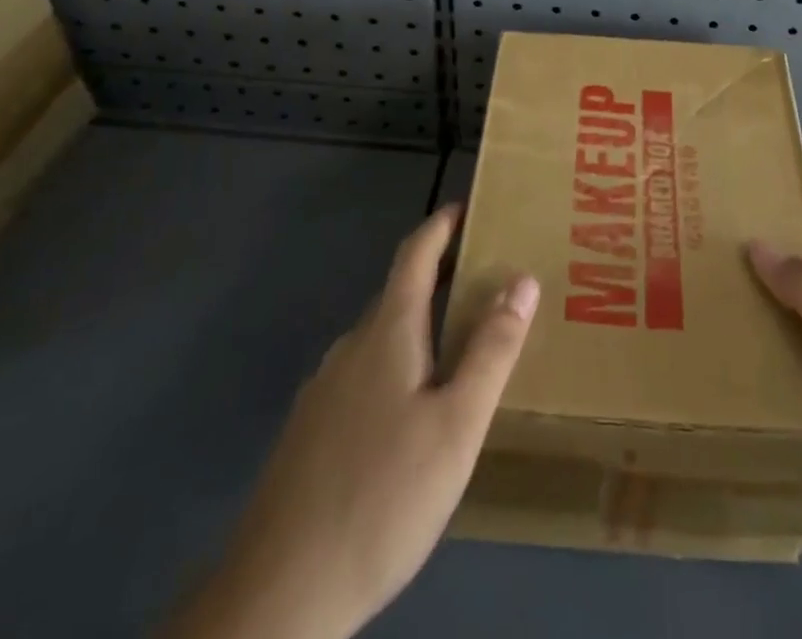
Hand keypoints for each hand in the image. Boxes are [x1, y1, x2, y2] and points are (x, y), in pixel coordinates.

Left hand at [168, 205, 538, 638]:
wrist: (279, 595)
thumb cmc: (384, 495)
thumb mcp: (458, 424)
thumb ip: (492, 350)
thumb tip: (523, 279)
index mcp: (386, 333)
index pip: (415, 254)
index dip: (441, 225)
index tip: (466, 207)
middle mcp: (350, 348)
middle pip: (398, 294)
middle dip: (439, 277)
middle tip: (484, 280)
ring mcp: (323, 391)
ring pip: (380, 339)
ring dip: (419, 324)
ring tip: (458, 344)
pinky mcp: (309, 433)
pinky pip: (363, 375)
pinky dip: (397, 364)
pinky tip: (412, 412)